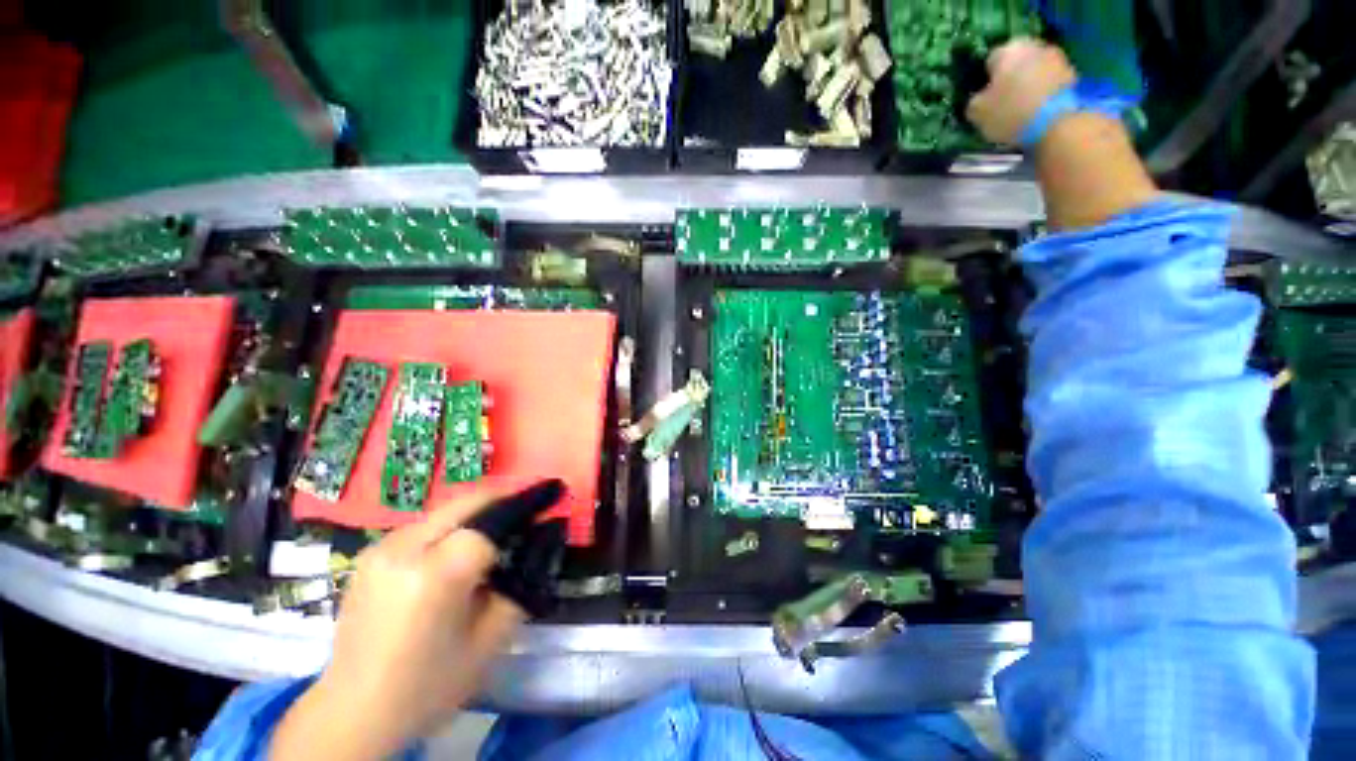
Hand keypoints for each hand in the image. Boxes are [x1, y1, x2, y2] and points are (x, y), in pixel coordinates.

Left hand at [271, 489, 526, 759]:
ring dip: (480, 510)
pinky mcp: (372, 553)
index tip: (548, 504)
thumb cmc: (428, 685)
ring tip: (502, 526)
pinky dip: (455, 524)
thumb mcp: (490, 640)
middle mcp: (404, 550)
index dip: (523, 511)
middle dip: (505, 497)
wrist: (353, 712)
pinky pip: (427, 524)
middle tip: (533, 503)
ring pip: (447, 509)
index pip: (491, 523)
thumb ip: (521, 584)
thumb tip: (544, 538)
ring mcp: (382, 548)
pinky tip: (463, 545)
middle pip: (468, 502)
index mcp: (434, 576)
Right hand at [965, 38, 1076, 145]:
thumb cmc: (1009, 112)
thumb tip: (980, 99)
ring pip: (1034, 69)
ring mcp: (1055, 58)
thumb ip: (975, 101)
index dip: (986, 78)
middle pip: (1016, 62)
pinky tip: (1037, 109)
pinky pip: (1049, 81)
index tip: (985, 96)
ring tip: (1021, 107)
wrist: (1055, 123)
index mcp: (1007, 51)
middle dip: (1010, 77)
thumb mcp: (977, 112)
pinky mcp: (1071, 74)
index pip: (990, 60)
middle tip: (1003, 100)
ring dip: (1028, 83)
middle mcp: (1032, 46)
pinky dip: (1042, 91)